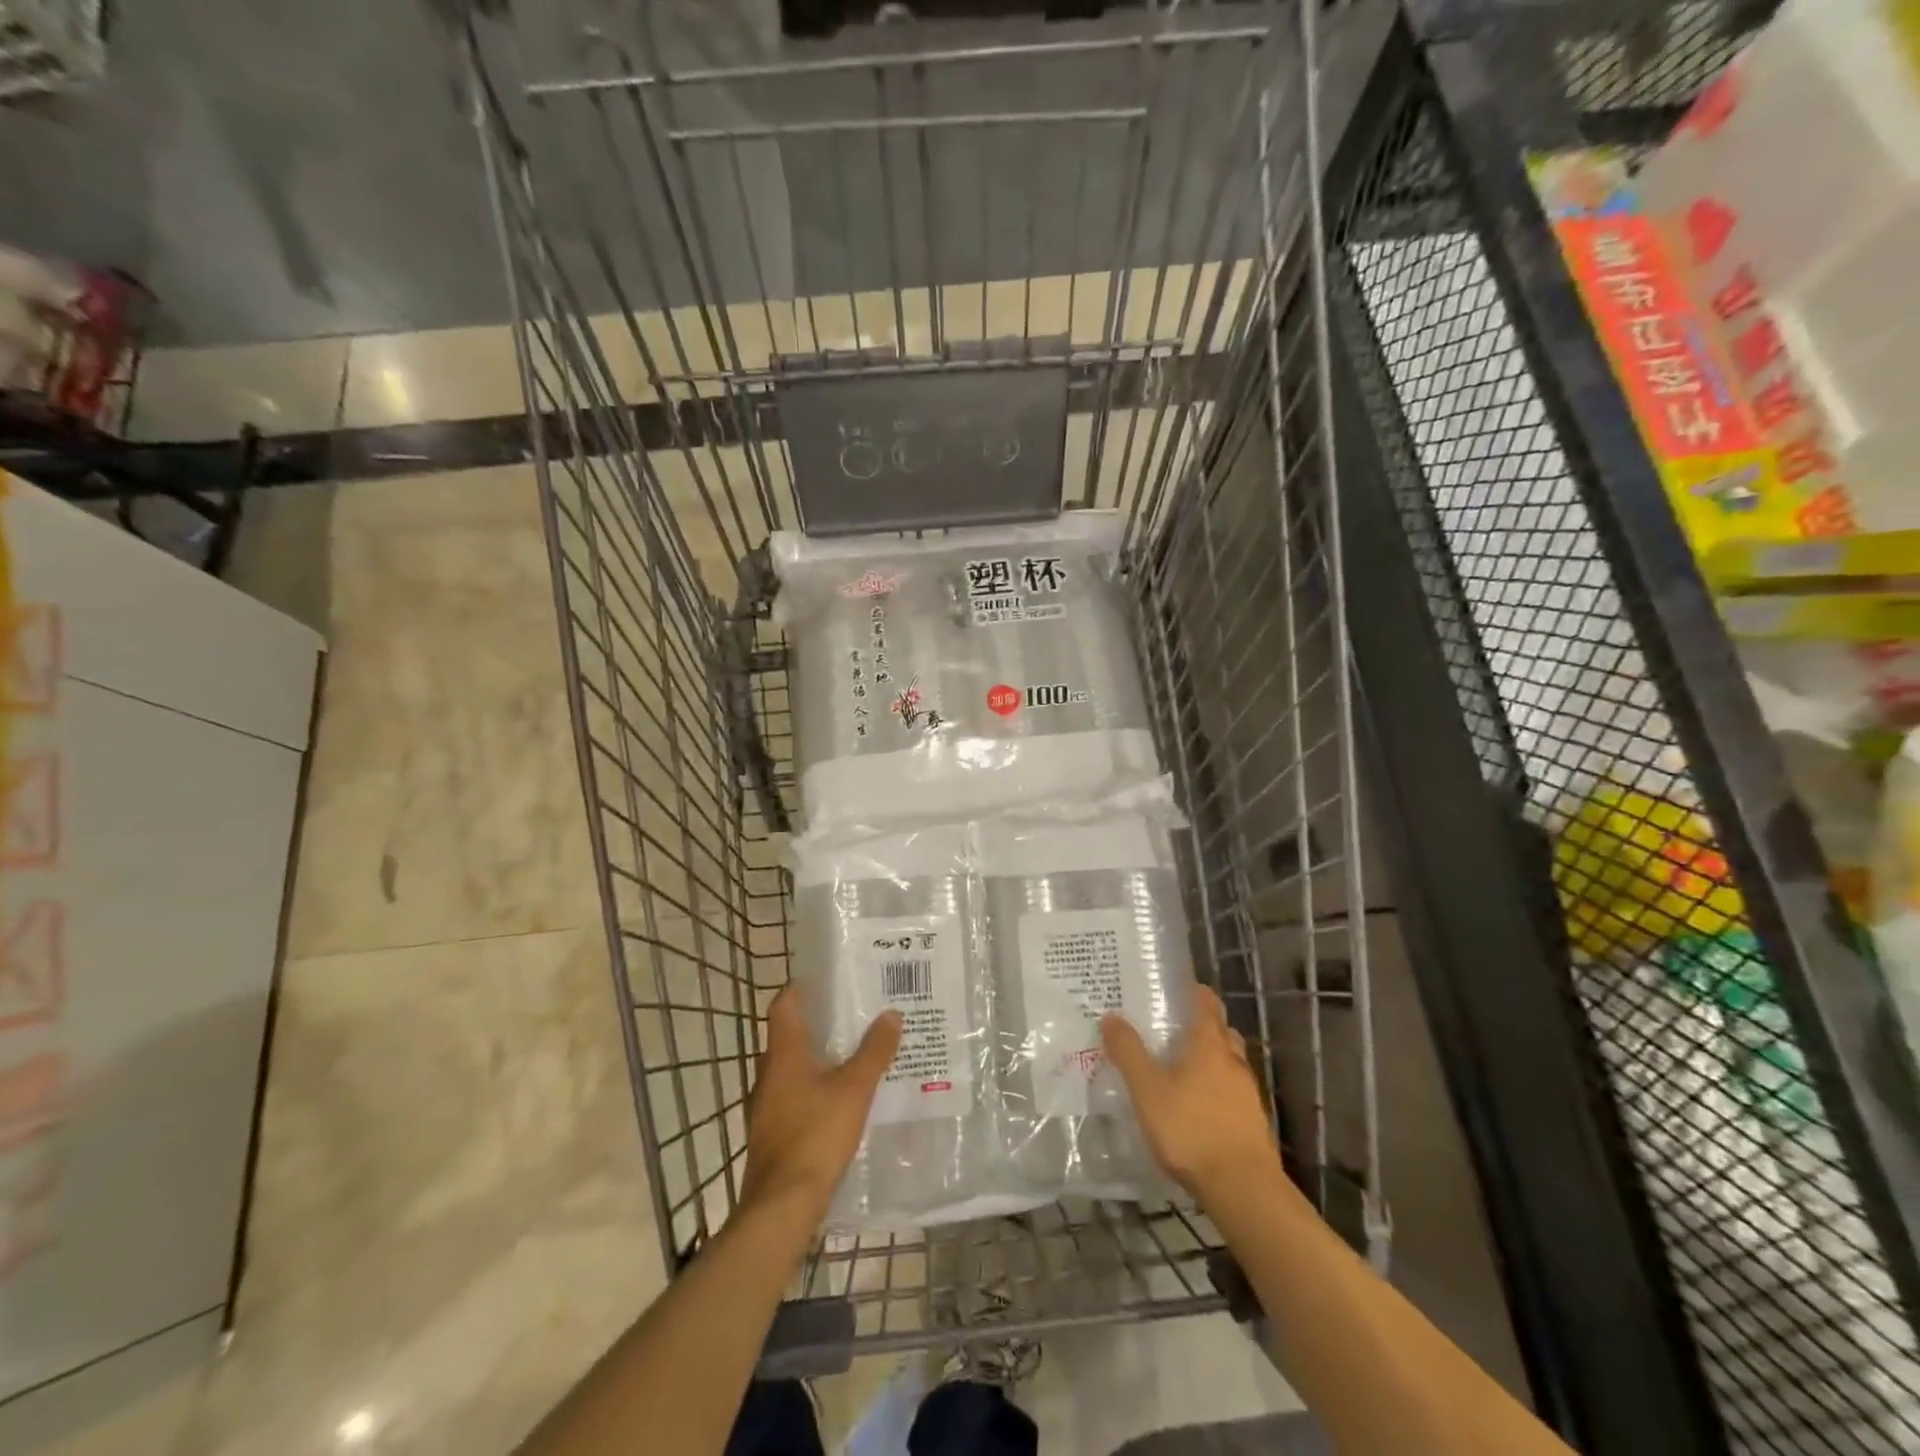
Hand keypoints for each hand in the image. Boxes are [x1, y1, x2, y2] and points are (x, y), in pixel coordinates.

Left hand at [740, 988, 901, 1223]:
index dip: (801, 989)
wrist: (782, 1206)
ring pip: (791, 1069)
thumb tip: (891, 1014)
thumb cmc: (816, 1135)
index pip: (784, 1006)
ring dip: (816, 1058)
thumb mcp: (854, 1090)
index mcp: (784, 1054)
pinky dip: (813, 1089)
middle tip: (851, 1015)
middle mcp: (769, 1074)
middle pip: (788, 1036)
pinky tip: (838, 1100)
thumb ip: (874, 1052)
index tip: (826, 980)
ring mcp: (766, 1106)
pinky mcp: (772, 1133)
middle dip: (817, 1024)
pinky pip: (793, 1096)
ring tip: (851, 1054)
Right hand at [1101, 986, 1279, 1204]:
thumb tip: (1111, 1016)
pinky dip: (1217, 1090)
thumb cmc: (1191, 1129)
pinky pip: (1233, 1092)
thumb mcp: (1147, 1090)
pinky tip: (1197, 1107)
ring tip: (1181, 1069)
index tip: (1173, 989)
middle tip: (1172, 1029)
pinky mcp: (1253, 1122)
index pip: (1206, 1003)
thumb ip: (1129, 1052)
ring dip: (1210, 1059)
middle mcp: (1232, 1061)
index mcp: (1208, 1044)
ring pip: (1229, 1062)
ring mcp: (1248, 1093)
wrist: (1243, 1188)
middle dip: (1201, 1025)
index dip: (1192, 992)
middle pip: (1221, 1030)